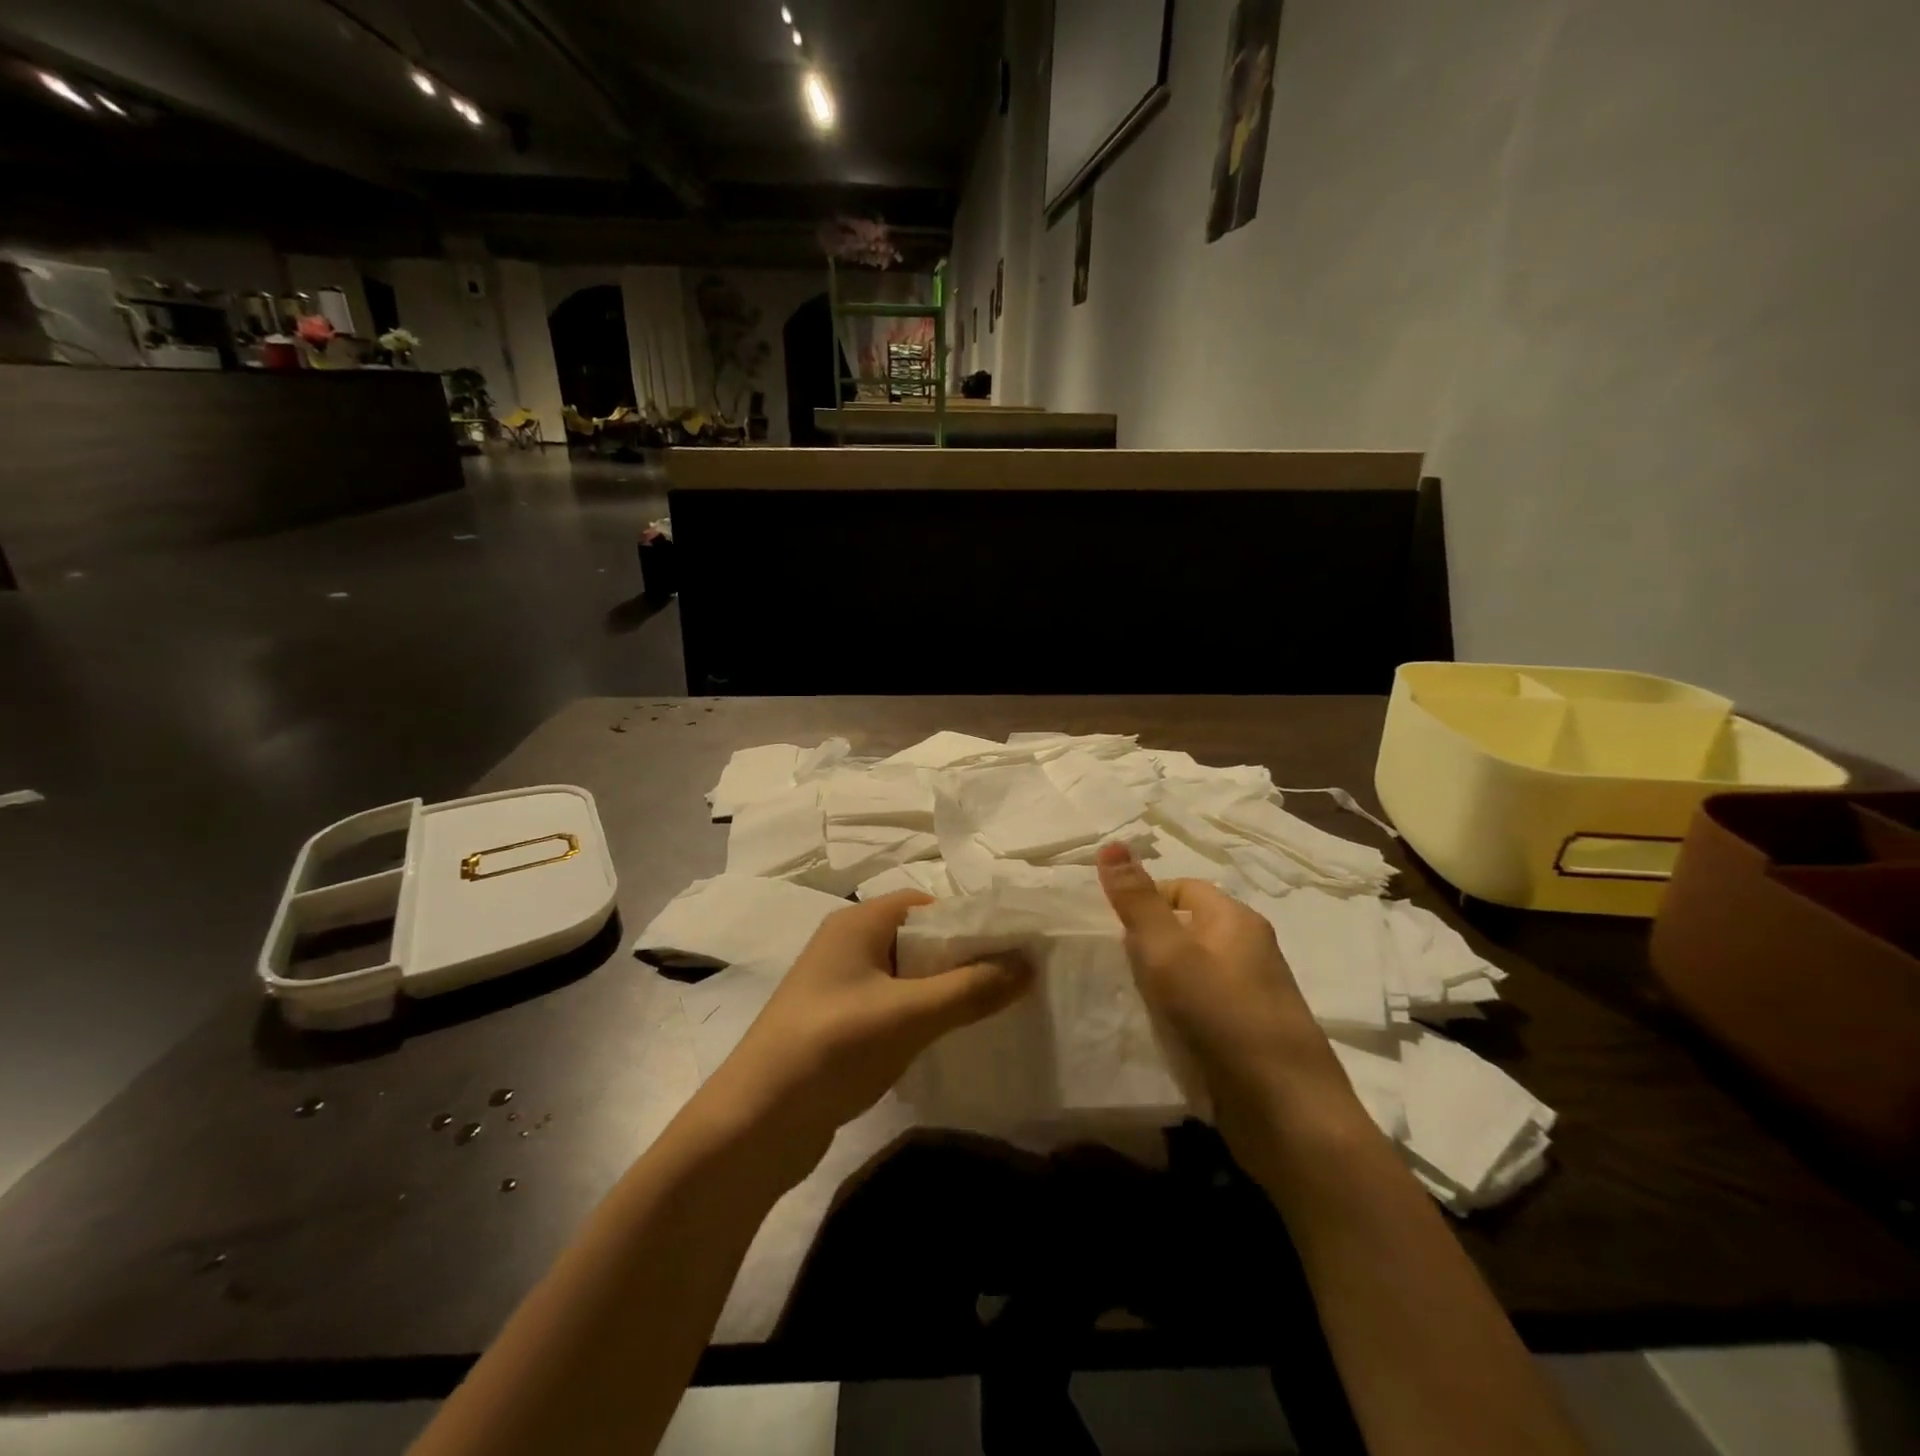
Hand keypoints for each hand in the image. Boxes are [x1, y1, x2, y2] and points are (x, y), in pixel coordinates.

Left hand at [699, 891, 1032, 1180]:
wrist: (755, 1123)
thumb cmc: (832, 1047)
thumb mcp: (908, 1015)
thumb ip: (970, 989)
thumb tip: (1030, 964)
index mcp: (858, 923)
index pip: (925, 904)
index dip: (968, 920)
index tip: (1012, 945)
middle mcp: (847, 945)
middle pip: (918, 938)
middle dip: (962, 957)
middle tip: (1011, 980)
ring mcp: (840, 987)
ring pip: (907, 975)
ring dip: (944, 989)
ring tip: (992, 1008)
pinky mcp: (839, 1024)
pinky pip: (892, 1006)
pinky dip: (921, 1015)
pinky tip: (949, 1038)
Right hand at [1095, 844, 1364, 1161]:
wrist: (1287, 1113)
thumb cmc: (1224, 1017)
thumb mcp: (1169, 953)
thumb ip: (1137, 902)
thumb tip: (1110, 844)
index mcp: (1236, 920)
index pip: (1183, 889)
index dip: (1146, 900)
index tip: (1112, 928)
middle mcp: (1249, 949)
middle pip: (1187, 929)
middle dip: (1149, 943)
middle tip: (1115, 966)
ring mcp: (1252, 995)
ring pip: (1193, 971)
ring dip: (1161, 982)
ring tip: (1130, 999)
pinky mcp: (1249, 1034)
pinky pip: (1203, 1007)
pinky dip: (1178, 1013)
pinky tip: (1158, 1032)